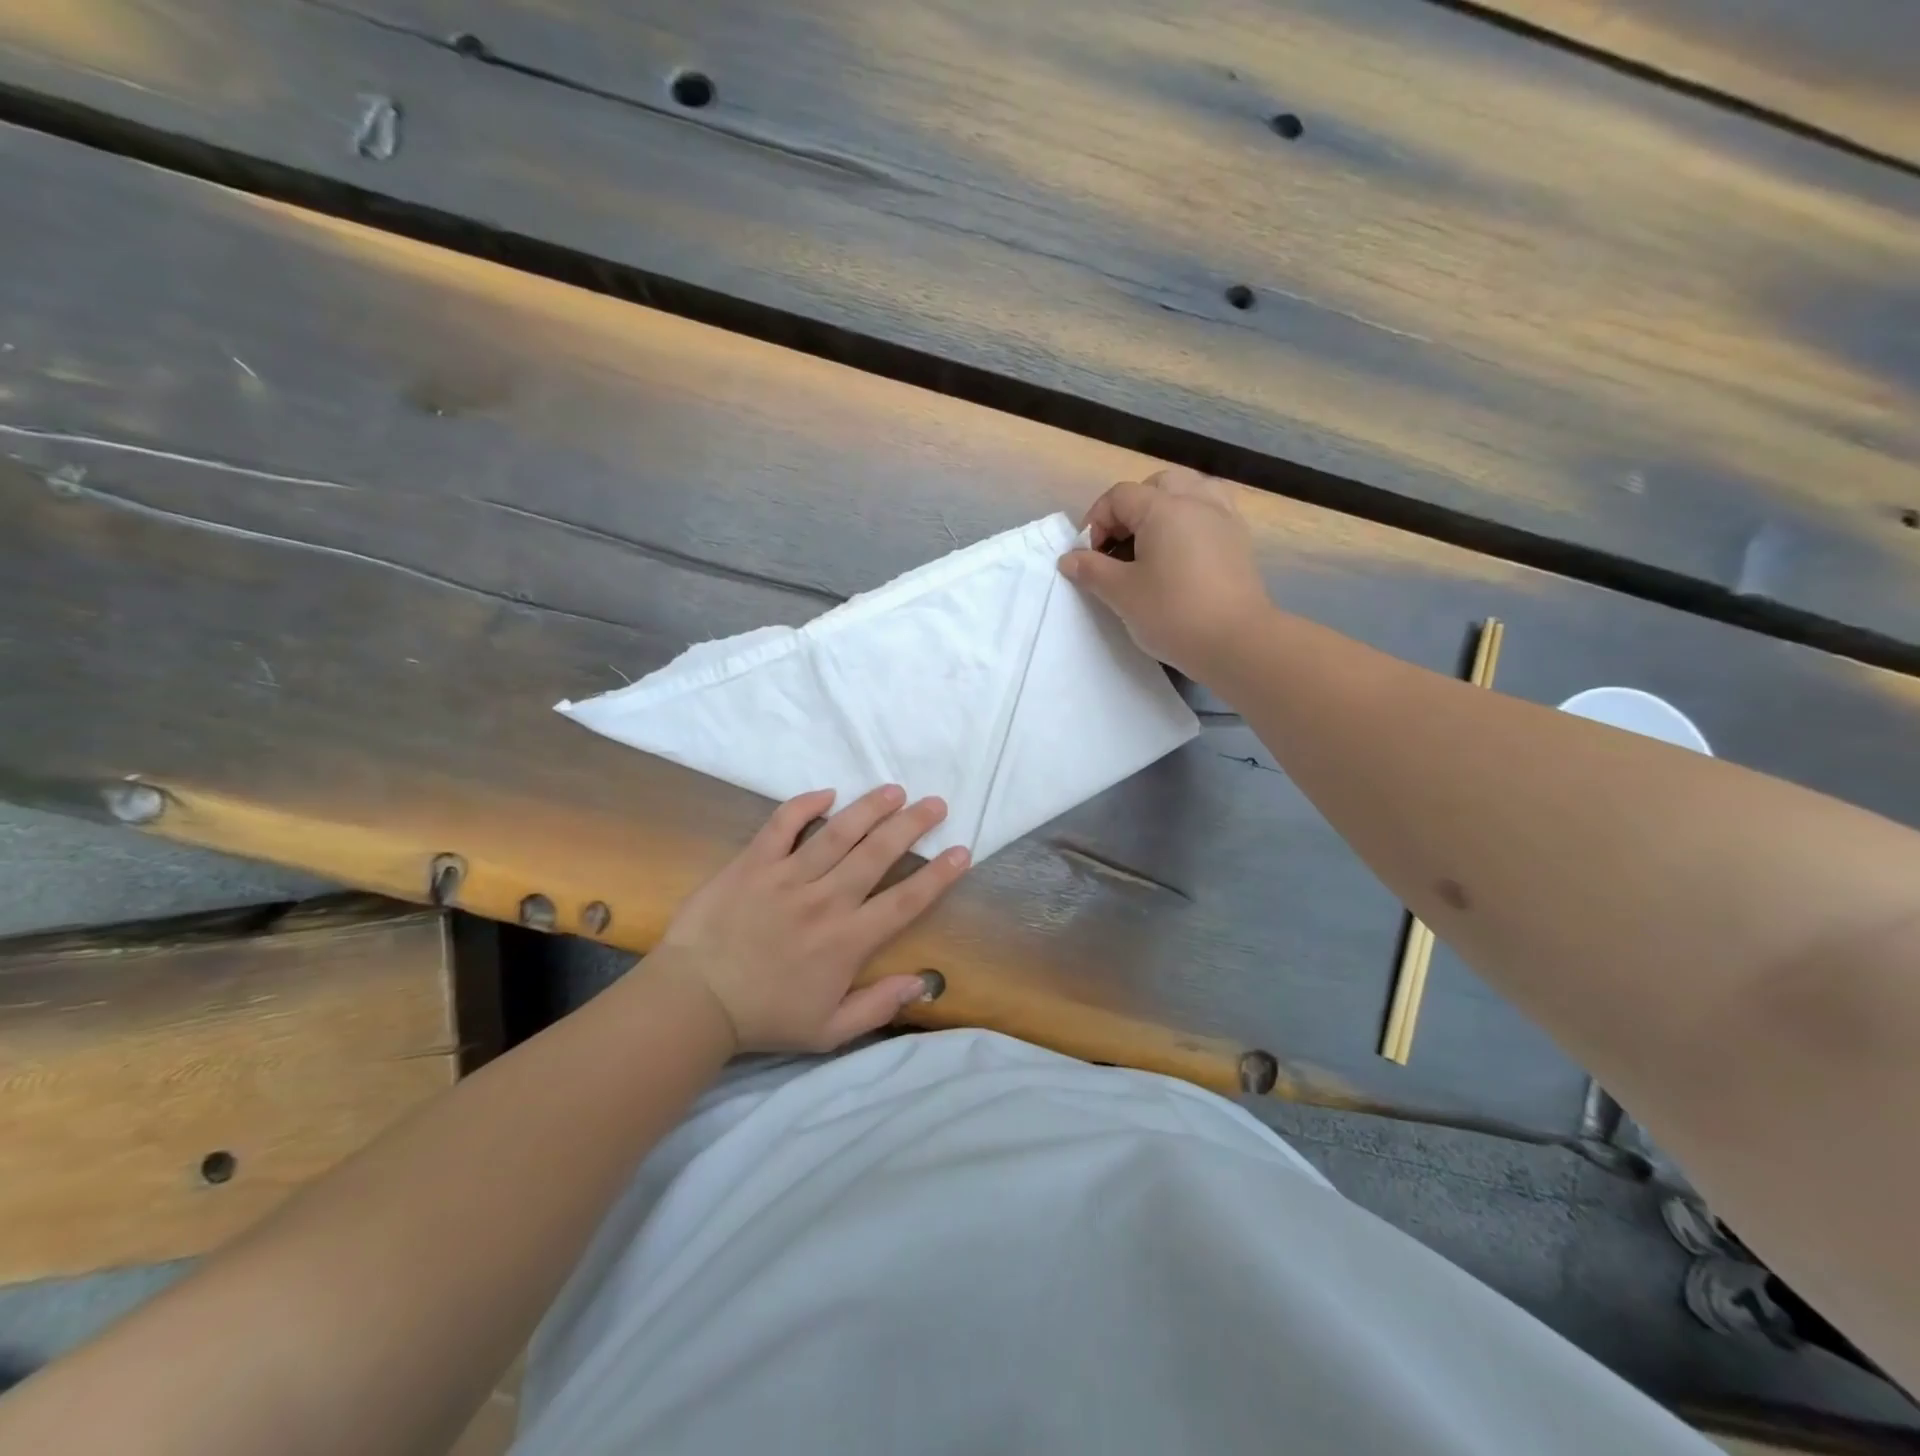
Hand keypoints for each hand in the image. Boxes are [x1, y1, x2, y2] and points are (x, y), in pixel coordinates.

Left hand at [652, 786, 969, 1053]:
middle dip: (912, 825)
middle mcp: (824, 901)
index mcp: (847, 941)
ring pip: (837, 833)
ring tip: (894, 790)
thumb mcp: (829, 1031)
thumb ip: (878, 1006)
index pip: (905, 901)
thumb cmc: (764, 1017)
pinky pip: (782, 825)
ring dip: (870, 808)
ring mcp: (786, 877)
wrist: (692, 1001)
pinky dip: (804, 805)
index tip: (961, 852)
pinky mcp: (752, 863)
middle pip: (877, 854)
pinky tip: (827, 793)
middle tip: (935, 803)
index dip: (937, 876)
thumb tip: (923, 982)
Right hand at [1058, 468, 1271, 678]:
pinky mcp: (1239, 540)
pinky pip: (1211, 512)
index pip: (1119, 496)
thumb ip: (1092, 570)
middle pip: (1156, 485)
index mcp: (1163, 508)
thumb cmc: (1172, 613)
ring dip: (1165, 509)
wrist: (1236, 642)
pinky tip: (1182, 553)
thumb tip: (1069, 559)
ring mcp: (1223, 518)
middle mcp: (1196, 501)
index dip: (1096, 522)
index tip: (1089, 558)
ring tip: (1153, 543)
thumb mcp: (1121, 594)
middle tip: (1119, 547)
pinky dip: (1191, 522)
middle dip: (1131, 511)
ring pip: (1189, 492)